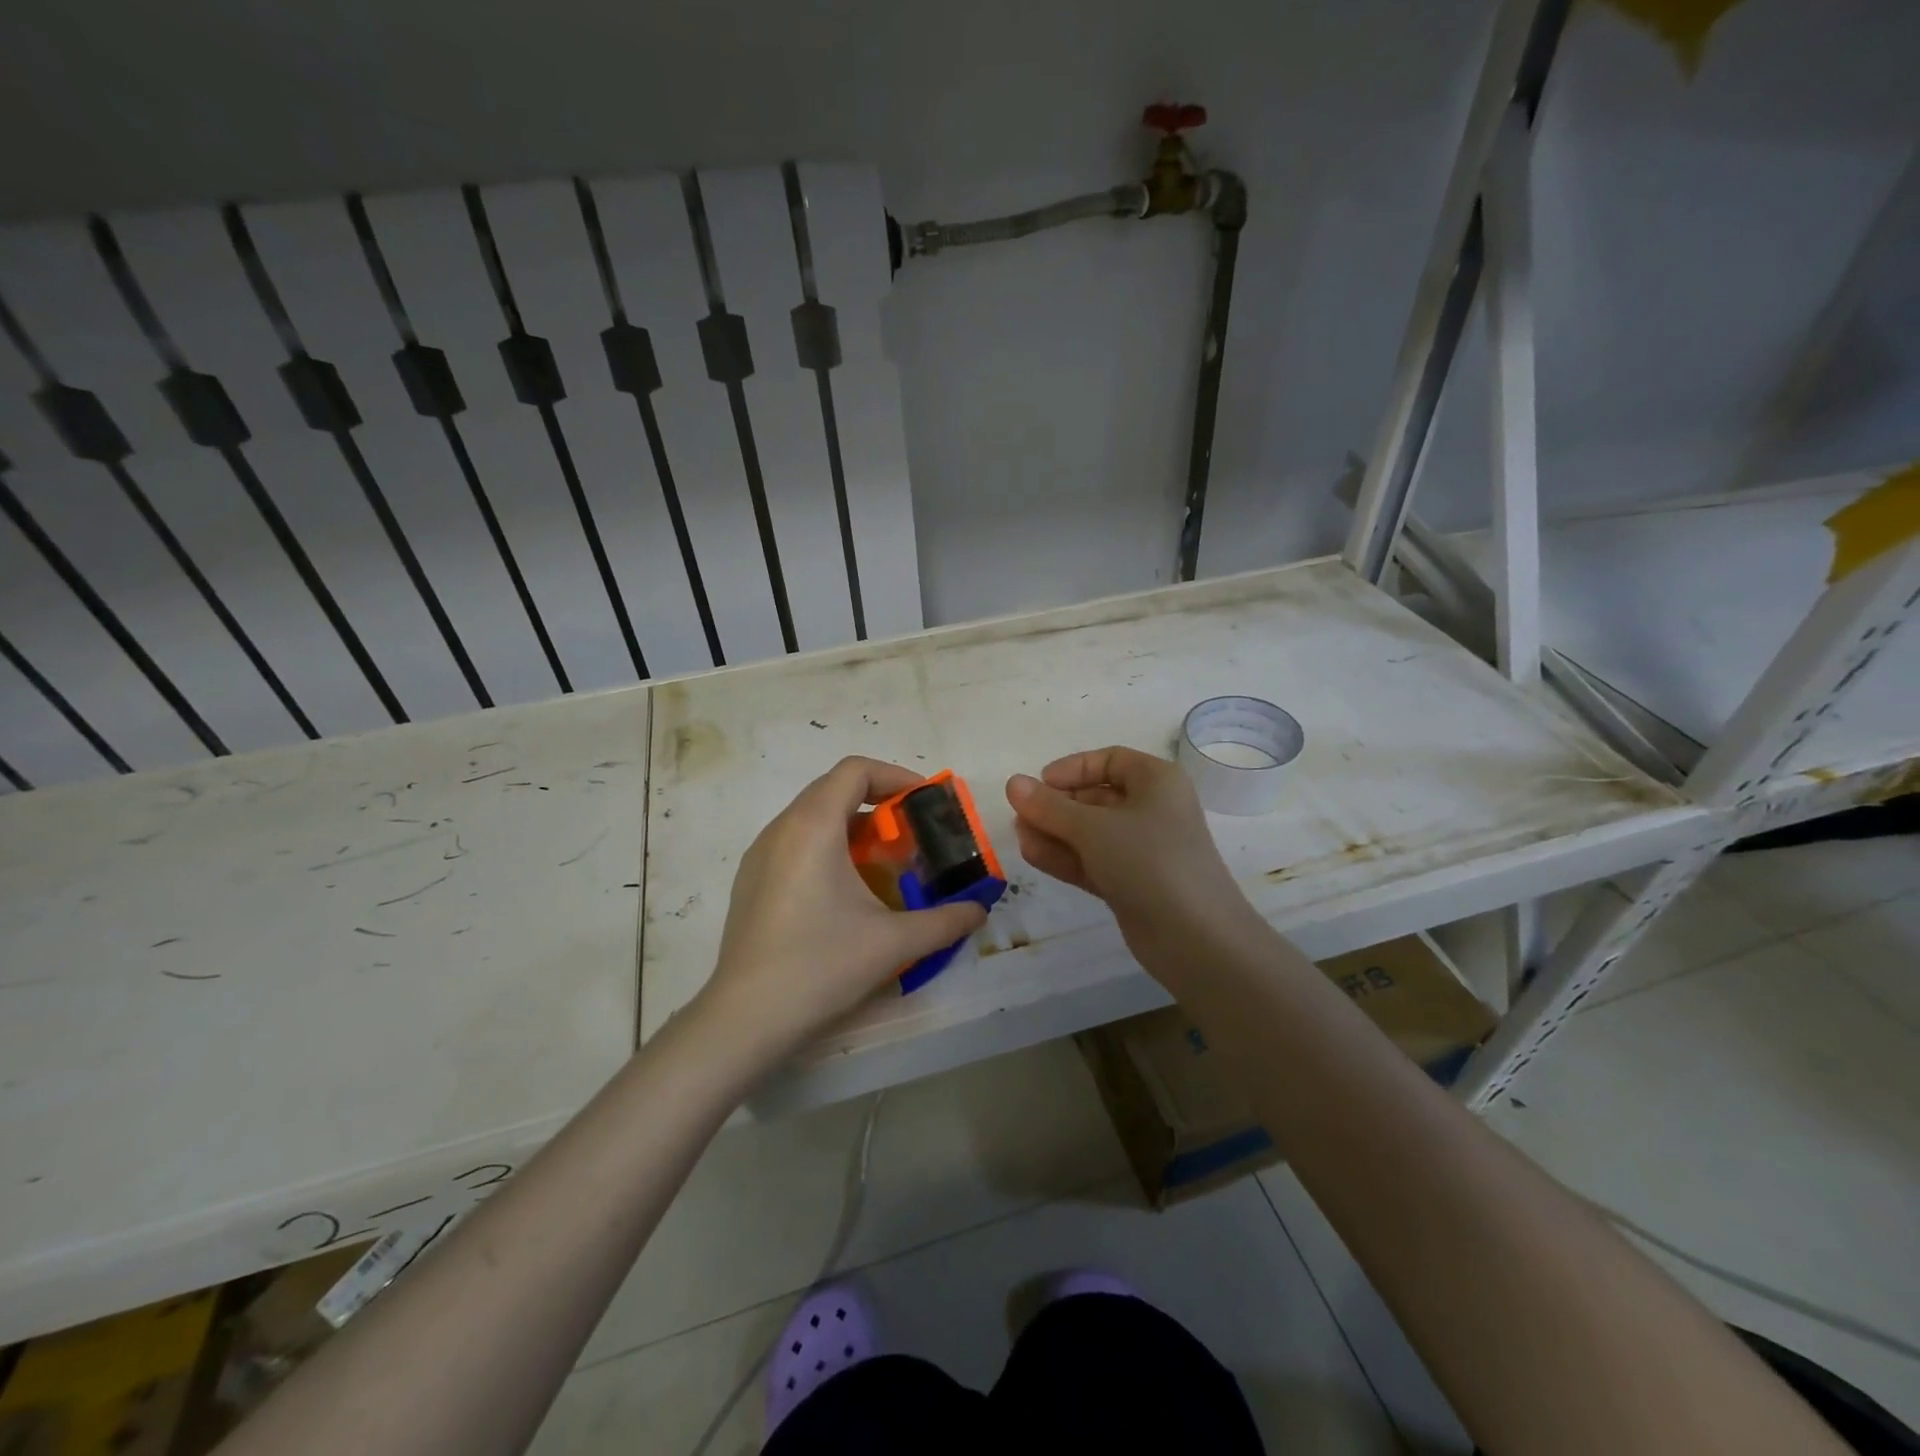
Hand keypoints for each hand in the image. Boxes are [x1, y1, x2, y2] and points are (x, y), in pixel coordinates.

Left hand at [696, 757, 988, 1062]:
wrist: (746, 1017)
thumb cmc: (821, 965)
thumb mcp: (894, 942)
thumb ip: (945, 921)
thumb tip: (978, 911)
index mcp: (813, 826)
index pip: (856, 771)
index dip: (896, 776)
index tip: (926, 802)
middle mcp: (782, 828)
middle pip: (834, 788)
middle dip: (879, 801)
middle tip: (912, 832)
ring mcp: (760, 854)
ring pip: (812, 815)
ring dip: (852, 825)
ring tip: (883, 860)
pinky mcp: (751, 880)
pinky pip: (795, 841)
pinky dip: (827, 845)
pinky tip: (845, 890)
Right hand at [1006, 747, 1255, 967]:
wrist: (1196, 938)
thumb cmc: (1148, 861)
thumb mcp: (1093, 828)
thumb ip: (1049, 806)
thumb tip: (1012, 783)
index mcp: (1157, 782)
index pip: (1110, 761)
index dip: (1073, 768)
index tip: (1039, 784)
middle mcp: (1153, 810)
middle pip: (1097, 798)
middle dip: (1057, 806)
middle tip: (1020, 815)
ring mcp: (1143, 851)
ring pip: (1092, 833)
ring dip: (1055, 833)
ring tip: (1019, 836)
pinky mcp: (1133, 884)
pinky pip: (1094, 861)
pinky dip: (1066, 857)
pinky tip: (1031, 854)